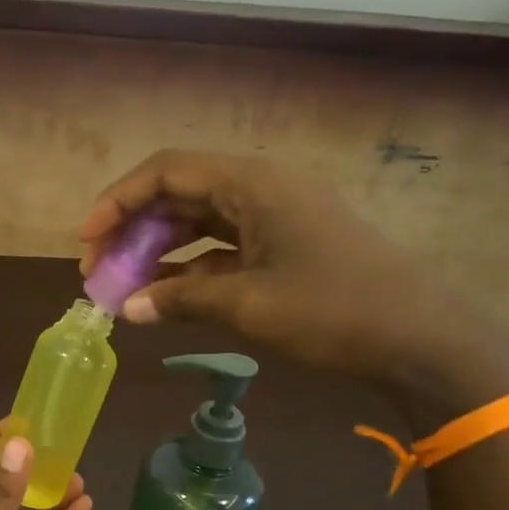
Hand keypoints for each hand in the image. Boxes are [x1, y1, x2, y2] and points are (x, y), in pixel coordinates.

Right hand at [80, 149, 508, 415]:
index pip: (167, 171)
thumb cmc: (334, 310)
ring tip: (124, 287)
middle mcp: (261, 189)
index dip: (118, 201)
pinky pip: (223, 248)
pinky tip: (166, 297)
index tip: (86, 240)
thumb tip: (127, 308)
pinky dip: (191, 269)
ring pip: (199, 222)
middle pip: (179, 194)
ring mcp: (275, 217)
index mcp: (253, 184)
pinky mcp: (285, 246)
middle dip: (133, 229)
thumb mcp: (248, 305)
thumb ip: (180, 301)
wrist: (422, 338)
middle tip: (99, 270)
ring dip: (158, 250)